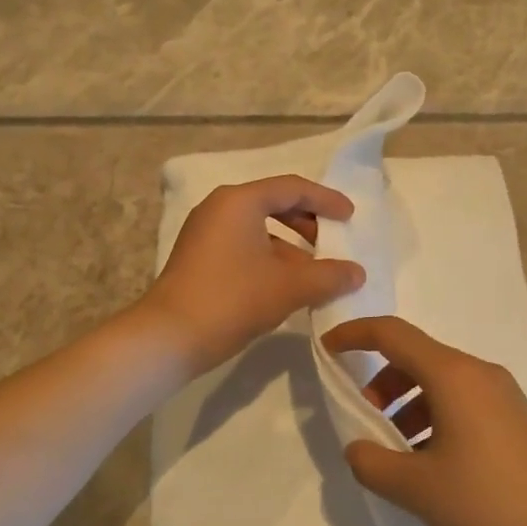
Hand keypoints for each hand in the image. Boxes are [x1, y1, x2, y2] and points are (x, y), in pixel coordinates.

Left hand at [139, 176, 365, 376]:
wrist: (169, 337)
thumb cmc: (232, 299)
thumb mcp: (288, 287)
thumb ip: (328, 276)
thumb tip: (357, 273)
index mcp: (239, 201)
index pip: (292, 188)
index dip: (325, 200)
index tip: (350, 216)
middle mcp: (219, 208)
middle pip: (273, 204)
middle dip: (307, 222)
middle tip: (332, 242)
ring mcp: (204, 233)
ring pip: (257, 229)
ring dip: (289, 247)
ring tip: (314, 273)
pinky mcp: (198, 258)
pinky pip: (242, 246)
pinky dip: (268, 259)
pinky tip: (285, 287)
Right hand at [324, 316, 526, 525]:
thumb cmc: (490, 502)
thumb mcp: (418, 488)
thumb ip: (373, 463)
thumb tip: (358, 449)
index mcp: (452, 375)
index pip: (392, 334)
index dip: (354, 335)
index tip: (328, 352)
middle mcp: (476, 373)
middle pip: (414, 357)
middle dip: (379, 383)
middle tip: (364, 422)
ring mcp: (498, 396)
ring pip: (436, 383)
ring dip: (404, 405)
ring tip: (393, 452)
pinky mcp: (510, 420)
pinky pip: (457, 403)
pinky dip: (429, 419)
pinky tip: (425, 466)